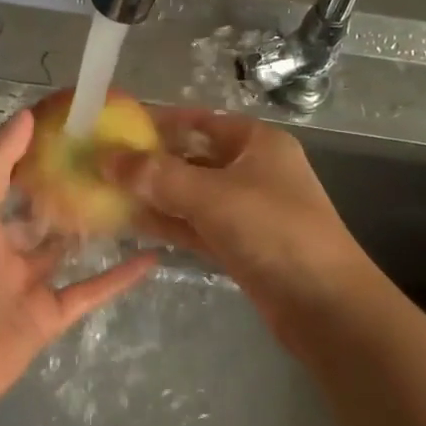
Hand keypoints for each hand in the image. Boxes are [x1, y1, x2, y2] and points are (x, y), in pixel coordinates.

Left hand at [0, 109, 156, 421]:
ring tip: (138, 200)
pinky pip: (89, 291)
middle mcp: (2, 249)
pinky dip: (119, 277)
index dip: (40, 150)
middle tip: (119, 162)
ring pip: (69, 250)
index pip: (12, 176)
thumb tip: (27, 115)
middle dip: (74, 189)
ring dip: (98, 230)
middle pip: (44, 213)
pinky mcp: (49, 317)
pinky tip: (152, 257)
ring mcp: (27, 285)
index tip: (77, 125)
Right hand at [102, 107, 367, 329]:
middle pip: (192, 157)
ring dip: (153, 195)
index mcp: (256, 143)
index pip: (199, 121)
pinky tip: (130, 223)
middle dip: (149, 162)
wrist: (325, 304)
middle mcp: (252, 170)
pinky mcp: (239, 244)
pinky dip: (167, 223)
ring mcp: (246, 210)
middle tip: (100, 164)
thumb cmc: (273, 232)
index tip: (114, 126)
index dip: (158, 121)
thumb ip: (157, 176)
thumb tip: (107, 158)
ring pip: (190, 194)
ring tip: (104, 193)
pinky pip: (195, 225)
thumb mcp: (212, 196)